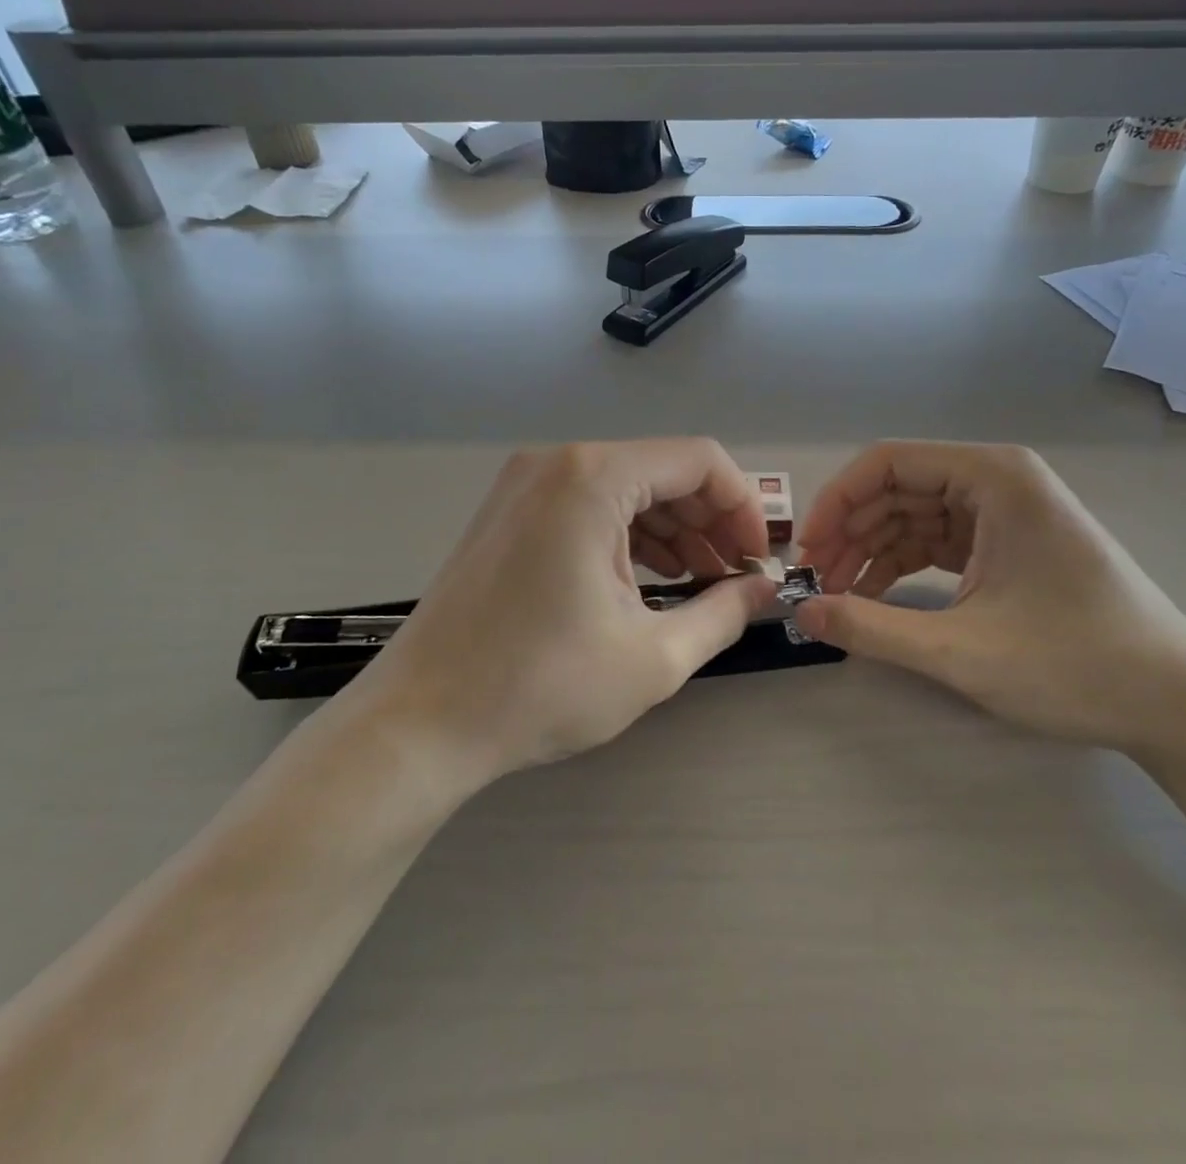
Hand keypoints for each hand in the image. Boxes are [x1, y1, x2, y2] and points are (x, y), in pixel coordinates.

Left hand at [359, 440, 775, 778]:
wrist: (420, 723)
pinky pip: (588, 506)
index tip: (758, 560)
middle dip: (710, 521)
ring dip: (673, 530)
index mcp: (594, 477)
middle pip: (663, 471)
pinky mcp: (509, 512)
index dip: (744, 507)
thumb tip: (765, 590)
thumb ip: (724, 612)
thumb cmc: (541, 687)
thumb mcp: (654, 656)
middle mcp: (558, 462)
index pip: (700, 461)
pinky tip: (649, 579)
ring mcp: (525, 484)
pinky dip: (628, 535)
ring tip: (701, 583)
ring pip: (626, 489)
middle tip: (735, 578)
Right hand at [791, 442, 1185, 752]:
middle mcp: (997, 480)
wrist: (1176, 704)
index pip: (888, 463)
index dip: (837, 502)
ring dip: (870, 551)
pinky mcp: (1008, 544)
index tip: (806, 552)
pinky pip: (937, 540)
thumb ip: (871, 627)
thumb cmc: (1075, 664)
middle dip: (849, 532)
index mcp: (993, 477)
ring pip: (913, 515)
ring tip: (837, 596)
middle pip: (898, 488)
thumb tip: (802, 614)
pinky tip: (874, 597)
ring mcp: (1005, 512)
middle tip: (815, 583)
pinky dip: (900, 565)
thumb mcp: (961, 650)